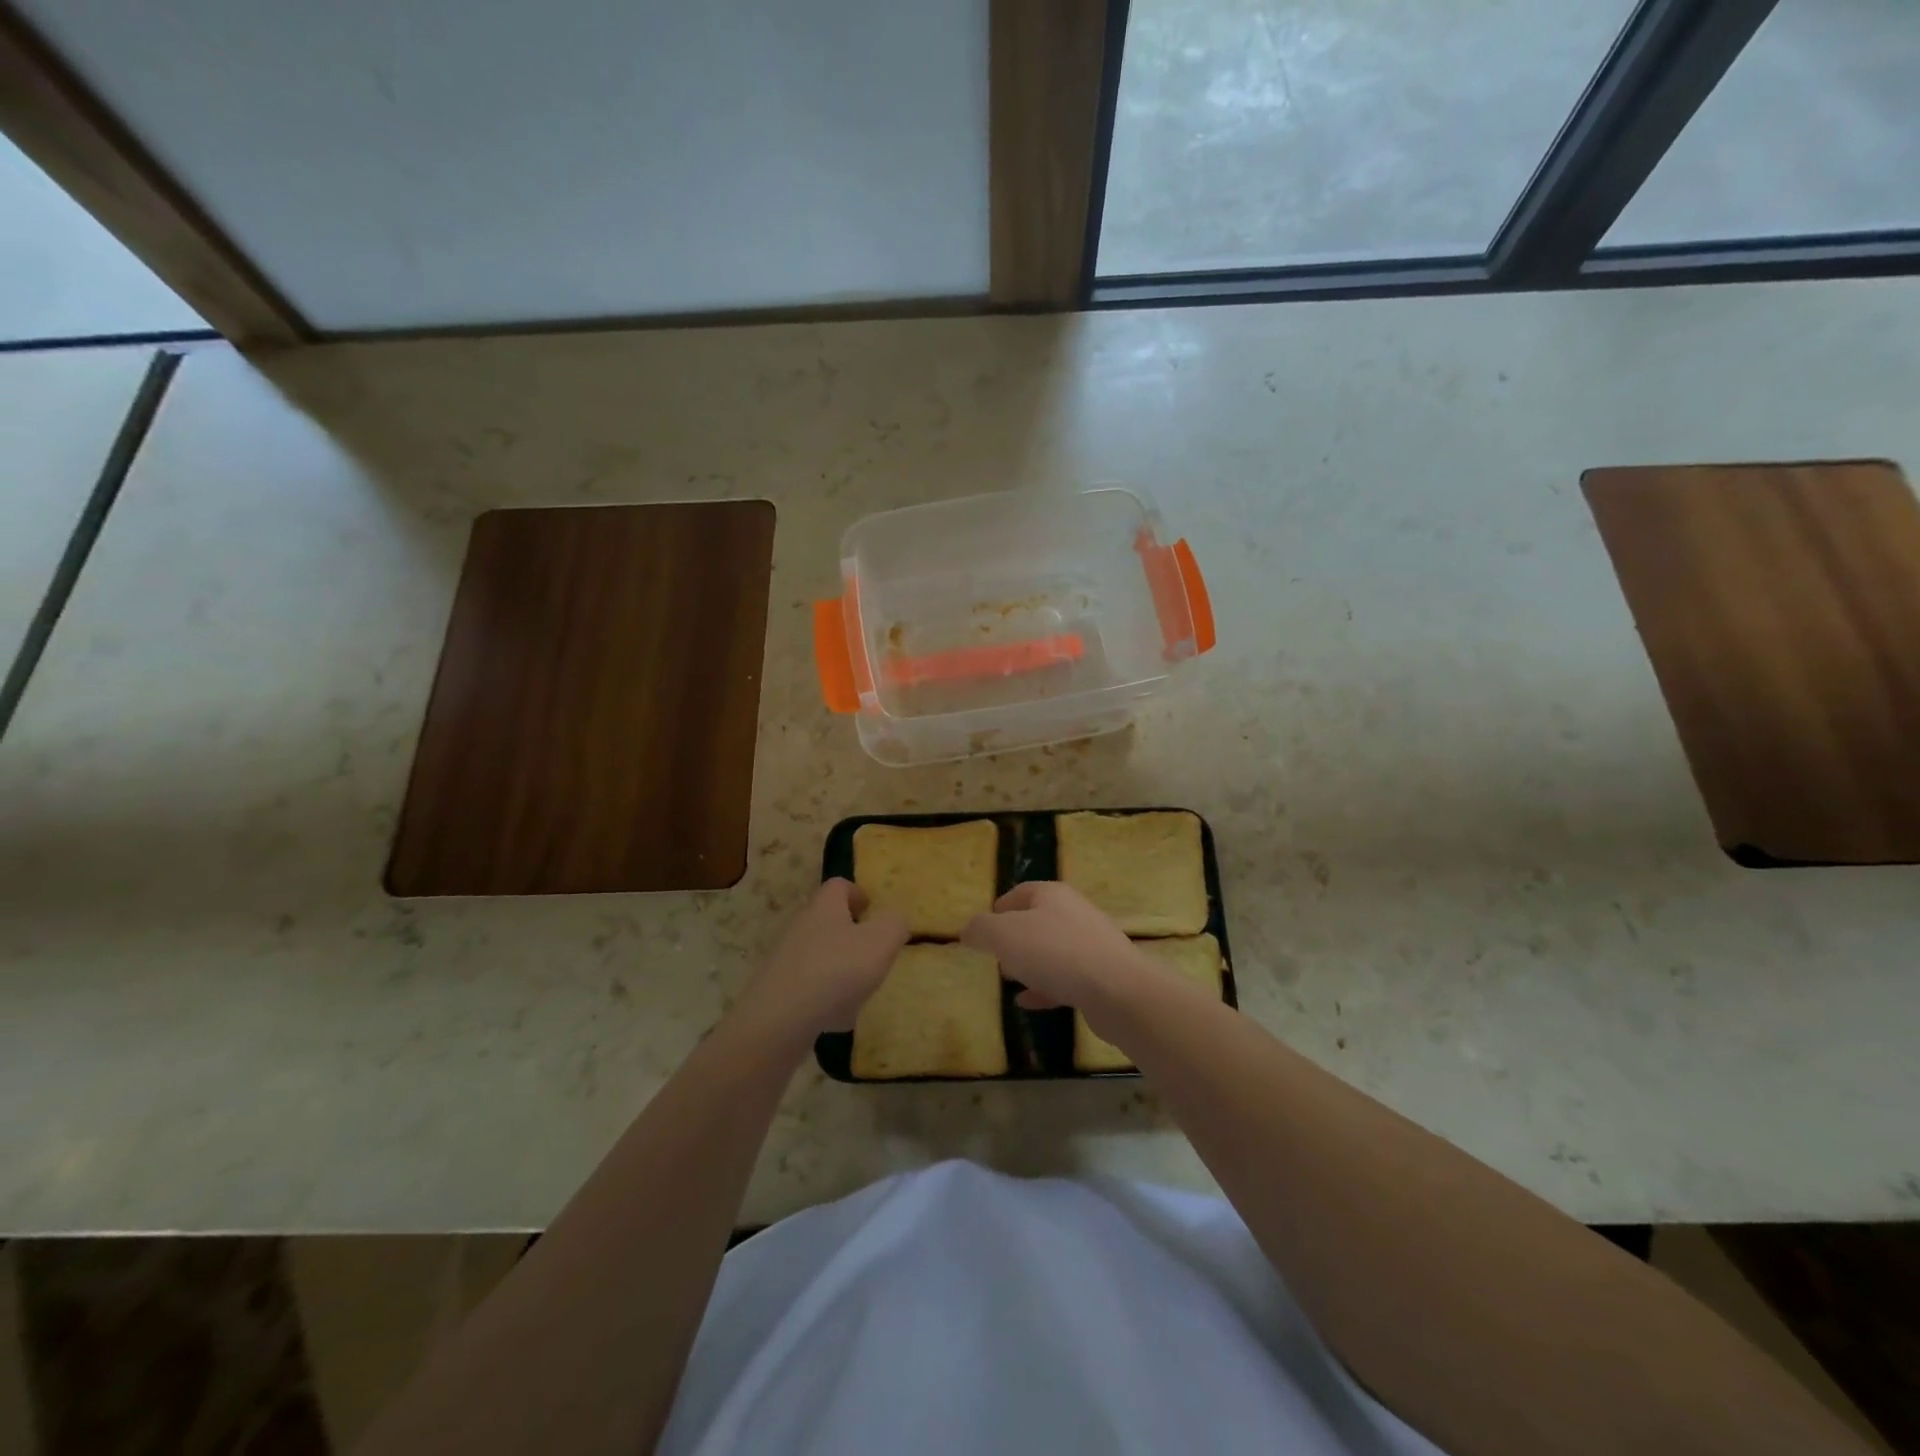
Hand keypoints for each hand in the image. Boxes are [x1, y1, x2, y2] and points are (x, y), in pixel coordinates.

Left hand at [737, 879, 909, 1040]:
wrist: (779, 1019)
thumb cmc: (836, 970)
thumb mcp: (881, 942)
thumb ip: (894, 924)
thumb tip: (894, 919)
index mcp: (825, 907)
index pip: (839, 886)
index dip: (857, 893)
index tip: (871, 909)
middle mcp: (800, 925)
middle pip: (826, 919)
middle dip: (849, 933)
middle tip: (871, 950)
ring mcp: (784, 958)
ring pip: (818, 954)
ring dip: (838, 966)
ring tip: (859, 990)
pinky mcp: (775, 988)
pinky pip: (807, 985)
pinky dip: (823, 995)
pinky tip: (836, 1017)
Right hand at [961, 882, 1157, 1018]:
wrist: (1117, 990)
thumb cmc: (1054, 952)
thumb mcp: (1004, 936)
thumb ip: (981, 929)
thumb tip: (969, 930)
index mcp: (1052, 895)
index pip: (1021, 892)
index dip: (1000, 906)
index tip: (984, 926)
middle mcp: (1074, 913)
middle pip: (1038, 920)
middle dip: (1014, 937)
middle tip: (995, 955)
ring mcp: (1091, 944)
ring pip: (1052, 950)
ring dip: (1030, 963)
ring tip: (1009, 978)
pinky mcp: (1101, 975)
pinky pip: (1065, 978)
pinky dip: (1045, 987)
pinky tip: (1028, 1001)